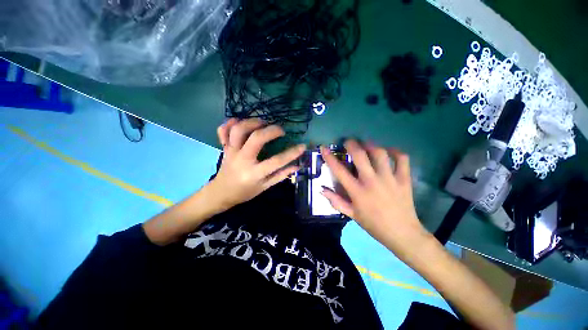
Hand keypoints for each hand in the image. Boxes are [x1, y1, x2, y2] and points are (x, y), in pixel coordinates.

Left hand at [209, 118, 305, 209]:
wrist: (220, 194)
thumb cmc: (245, 192)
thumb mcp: (265, 187)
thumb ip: (281, 175)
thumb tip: (297, 166)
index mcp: (254, 173)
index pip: (276, 161)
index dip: (292, 153)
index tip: (302, 146)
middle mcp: (242, 160)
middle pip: (256, 138)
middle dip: (271, 130)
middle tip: (280, 130)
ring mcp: (231, 152)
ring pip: (239, 130)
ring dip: (252, 122)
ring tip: (263, 123)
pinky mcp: (225, 148)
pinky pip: (223, 130)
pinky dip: (230, 123)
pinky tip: (240, 122)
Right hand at [320, 140, 427, 258]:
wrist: (402, 233)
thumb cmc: (373, 224)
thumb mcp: (352, 215)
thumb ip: (336, 201)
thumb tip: (322, 189)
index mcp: (357, 191)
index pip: (339, 171)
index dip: (329, 158)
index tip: (324, 148)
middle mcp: (372, 182)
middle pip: (360, 156)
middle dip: (352, 144)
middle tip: (349, 142)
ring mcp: (389, 179)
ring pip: (380, 154)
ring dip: (371, 146)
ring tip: (367, 145)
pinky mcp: (404, 179)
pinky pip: (402, 159)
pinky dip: (396, 152)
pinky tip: (389, 151)